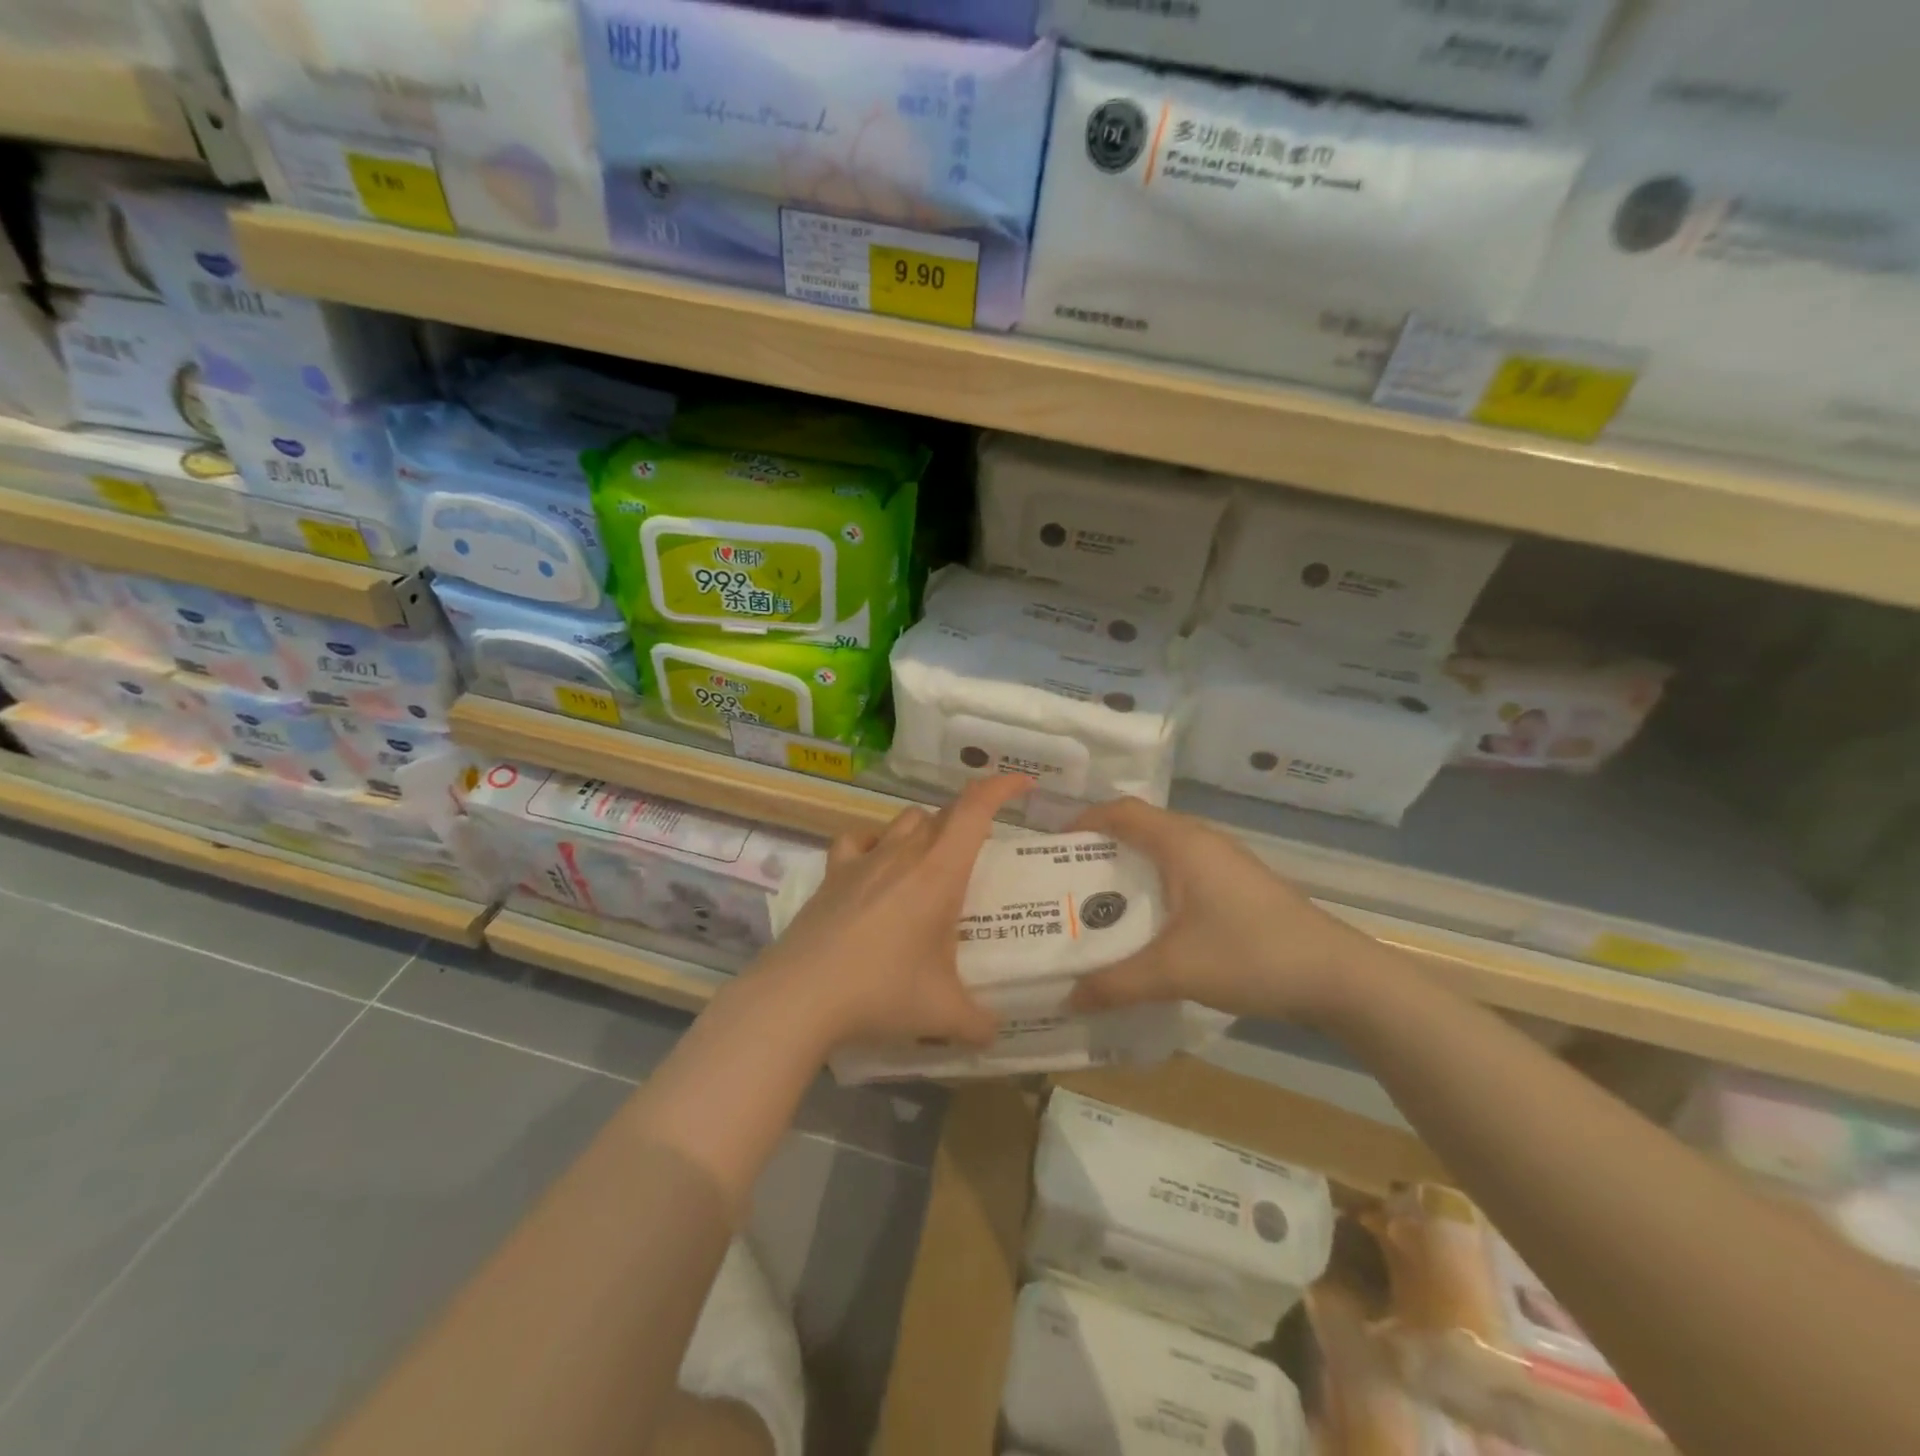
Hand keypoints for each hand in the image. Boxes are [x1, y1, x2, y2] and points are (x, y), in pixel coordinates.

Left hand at [749, 774, 1034, 1051]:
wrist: (801, 995)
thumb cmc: (882, 992)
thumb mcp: (943, 1015)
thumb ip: (979, 1023)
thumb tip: (995, 1034)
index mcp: (939, 872)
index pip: (975, 808)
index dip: (1001, 786)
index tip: (1024, 785)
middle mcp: (903, 853)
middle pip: (942, 814)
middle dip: (969, 821)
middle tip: (982, 854)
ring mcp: (864, 860)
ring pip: (904, 821)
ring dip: (926, 830)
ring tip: (933, 865)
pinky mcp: (833, 874)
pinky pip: (856, 840)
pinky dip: (873, 844)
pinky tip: (875, 867)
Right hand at [1066, 797, 1381, 1026]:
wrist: (1338, 977)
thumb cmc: (1251, 955)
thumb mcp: (1175, 970)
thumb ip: (1117, 983)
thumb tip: (1067, 997)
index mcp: (1182, 843)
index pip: (1121, 812)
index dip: (1084, 820)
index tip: (1052, 845)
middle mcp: (1201, 841)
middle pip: (1140, 828)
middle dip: (1100, 849)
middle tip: (1066, 881)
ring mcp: (1224, 862)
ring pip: (1163, 851)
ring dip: (1129, 869)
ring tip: (1097, 903)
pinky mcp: (1238, 885)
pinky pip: (1183, 871)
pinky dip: (1155, 885)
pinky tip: (1147, 923)